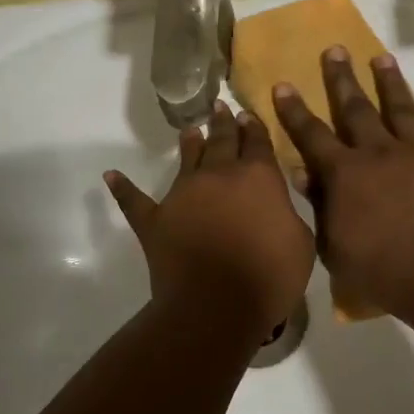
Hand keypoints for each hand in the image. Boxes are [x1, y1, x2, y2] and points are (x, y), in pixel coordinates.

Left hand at [105, 101, 314, 342]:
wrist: (217, 306)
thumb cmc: (270, 276)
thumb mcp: (301, 242)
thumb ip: (288, 215)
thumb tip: (276, 207)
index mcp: (259, 177)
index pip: (258, 142)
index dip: (255, 128)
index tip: (248, 114)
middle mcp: (219, 176)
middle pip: (222, 141)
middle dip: (223, 123)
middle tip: (220, 107)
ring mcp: (182, 195)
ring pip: (186, 160)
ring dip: (189, 144)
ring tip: (189, 130)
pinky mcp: (155, 221)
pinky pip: (135, 201)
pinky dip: (123, 188)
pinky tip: (111, 176)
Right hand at [271, 48, 413, 320]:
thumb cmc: (379, 269)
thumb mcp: (332, 244)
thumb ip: (318, 204)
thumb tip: (301, 169)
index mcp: (345, 173)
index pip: (312, 136)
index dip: (295, 111)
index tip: (283, 84)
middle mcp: (379, 152)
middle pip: (356, 110)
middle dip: (342, 79)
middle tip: (334, 49)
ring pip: (401, 108)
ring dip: (390, 81)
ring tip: (381, 57)